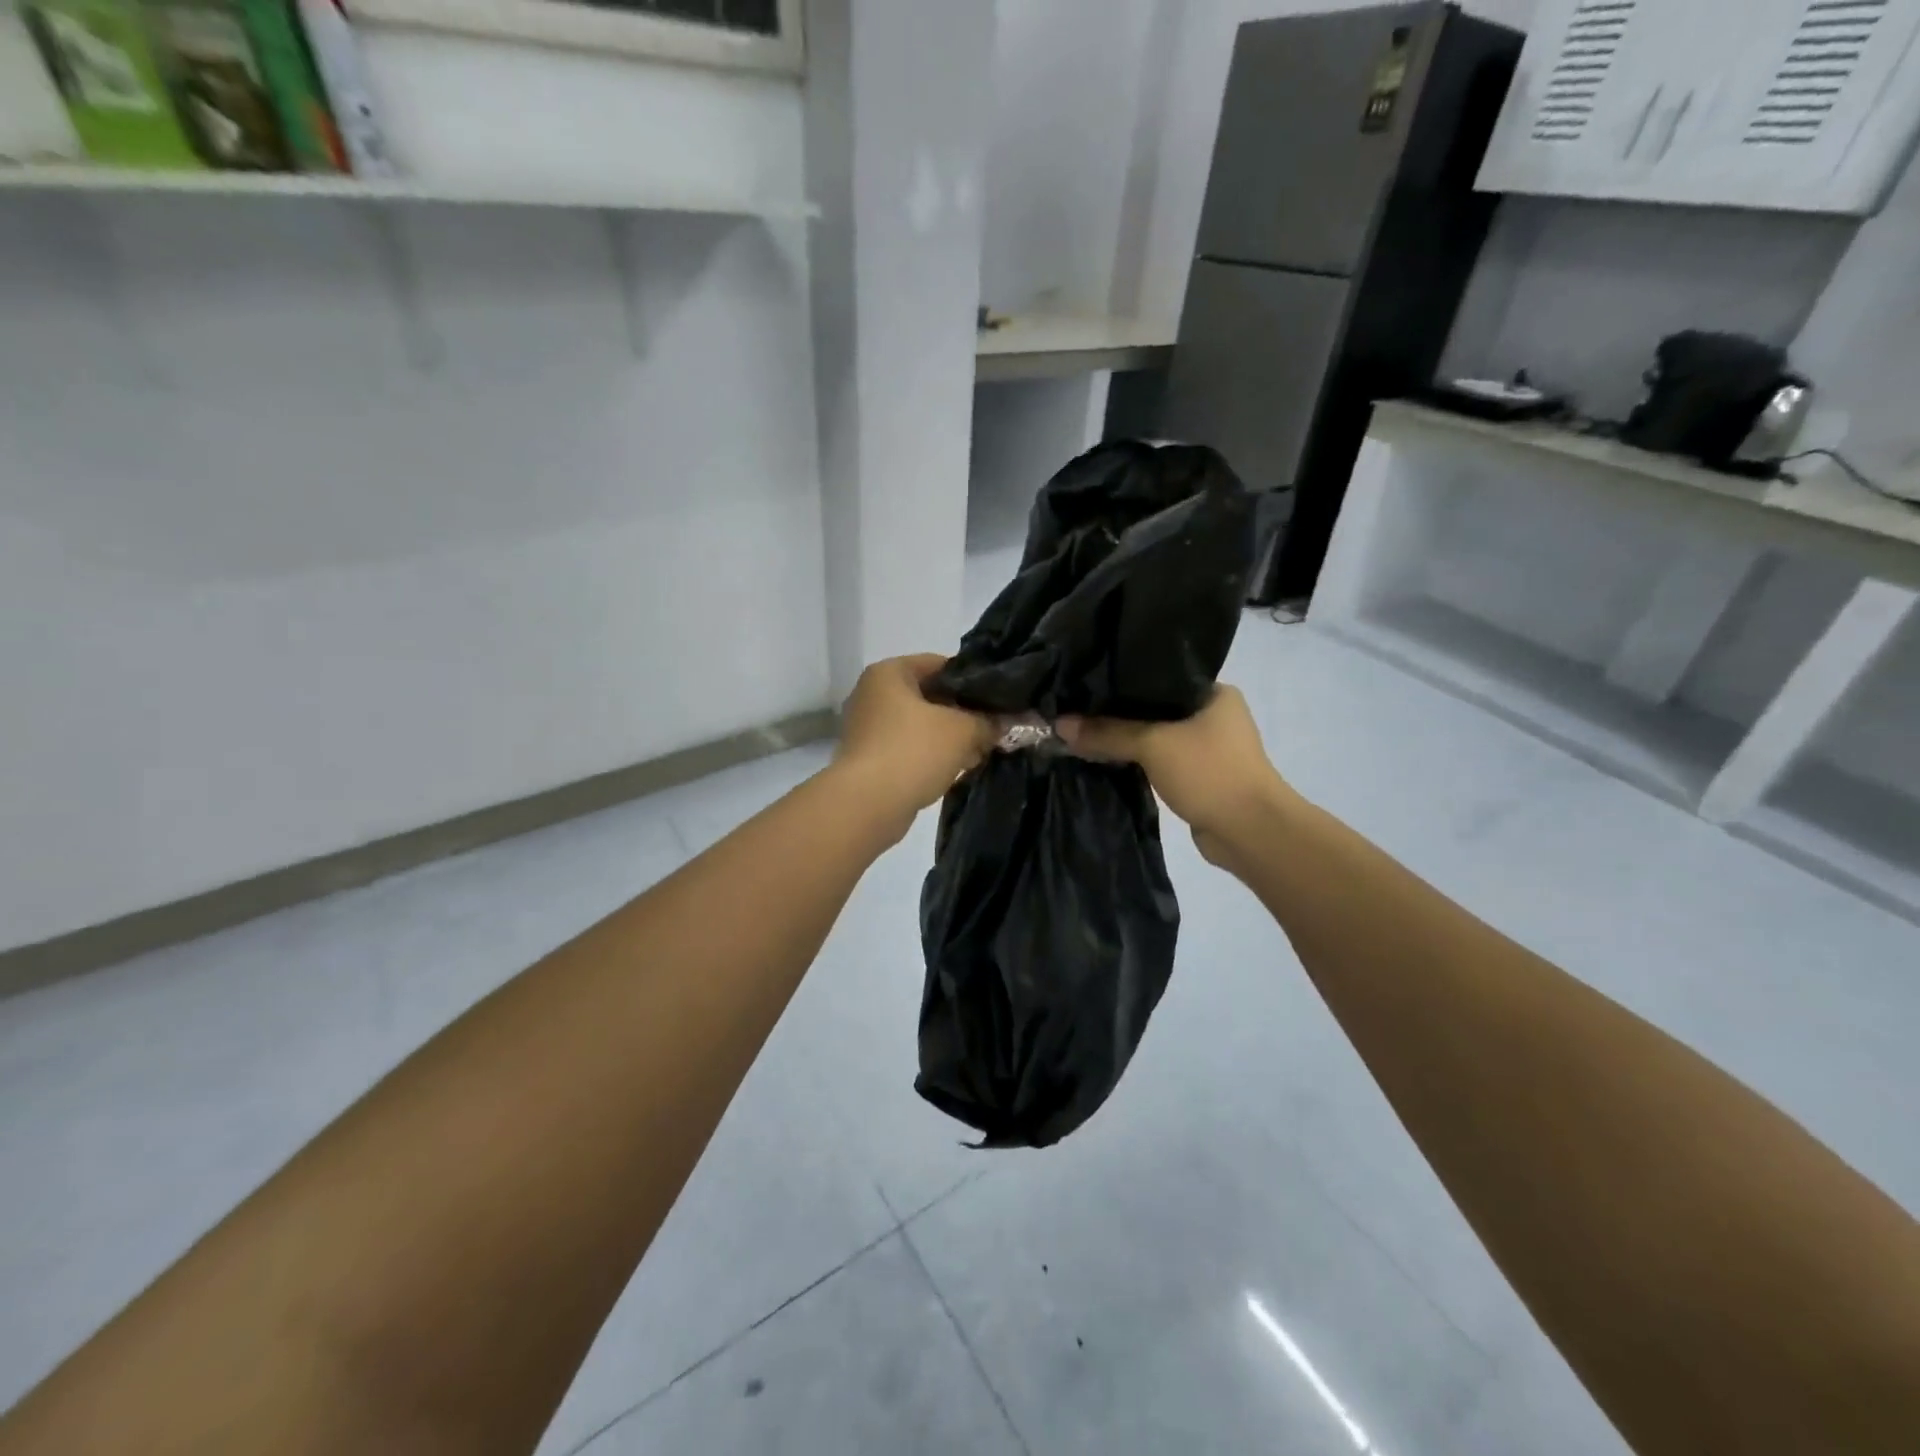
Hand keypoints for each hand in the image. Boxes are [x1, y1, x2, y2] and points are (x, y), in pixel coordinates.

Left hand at [831, 655, 994, 830]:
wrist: (867, 805)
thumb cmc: (913, 752)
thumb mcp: (963, 731)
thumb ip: (990, 721)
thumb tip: (1015, 721)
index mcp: (889, 672)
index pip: (941, 664)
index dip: (974, 680)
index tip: (1000, 698)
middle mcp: (873, 694)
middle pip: (930, 696)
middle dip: (964, 713)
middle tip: (995, 727)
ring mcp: (868, 728)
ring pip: (921, 725)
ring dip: (950, 737)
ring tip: (982, 750)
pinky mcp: (869, 759)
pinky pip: (910, 748)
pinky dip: (932, 756)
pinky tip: (958, 769)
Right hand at [1058, 687, 1291, 870]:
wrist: (1250, 832)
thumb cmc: (1210, 773)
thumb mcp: (1153, 744)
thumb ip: (1107, 733)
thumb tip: (1060, 725)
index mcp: (1214, 692)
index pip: (1159, 675)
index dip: (1121, 679)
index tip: (1085, 680)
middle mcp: (1213, 714)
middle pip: (1153, 707)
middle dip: (1117, 711)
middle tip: (1076, 706)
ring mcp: (1207, 747)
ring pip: (1154, 735)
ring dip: (1125, 738)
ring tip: (1082, 729)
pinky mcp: (1197, 775)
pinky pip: (1157, 759)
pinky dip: (1135, 759)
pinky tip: (1104, 756)